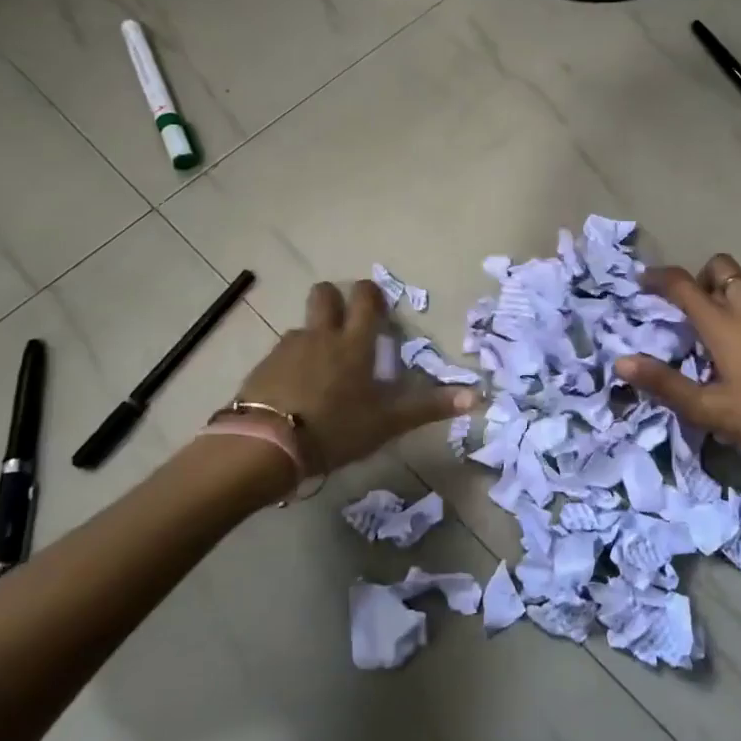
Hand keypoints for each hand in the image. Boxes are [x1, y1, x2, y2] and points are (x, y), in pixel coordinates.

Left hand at [234, 280, 477, 473]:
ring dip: (314, 337)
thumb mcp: (388, 422)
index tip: (377, 304)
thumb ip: (429, 407)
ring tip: (321, 369)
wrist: (266, 446)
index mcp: (354, 343)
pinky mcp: (262, 367)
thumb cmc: (336, 428)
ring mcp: (287, 348)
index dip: (372, 294)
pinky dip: (291, 363)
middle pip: (324, 294)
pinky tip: (295, 391)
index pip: (364, 299)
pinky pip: (282, 353)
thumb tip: (478, 397)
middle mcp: (321, 336)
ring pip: (303, 327)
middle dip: (335, 299)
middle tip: (345, 323)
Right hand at [616, 254, 740, 489]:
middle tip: (691, 310)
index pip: (684, 284)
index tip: (644, 281)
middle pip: (723, 269)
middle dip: (702, 278)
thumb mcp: (710, 409)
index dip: (659, 277)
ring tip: (728, 348)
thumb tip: (621, 362)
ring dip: (732, 305)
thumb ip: (664, 384)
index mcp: (725, 323)